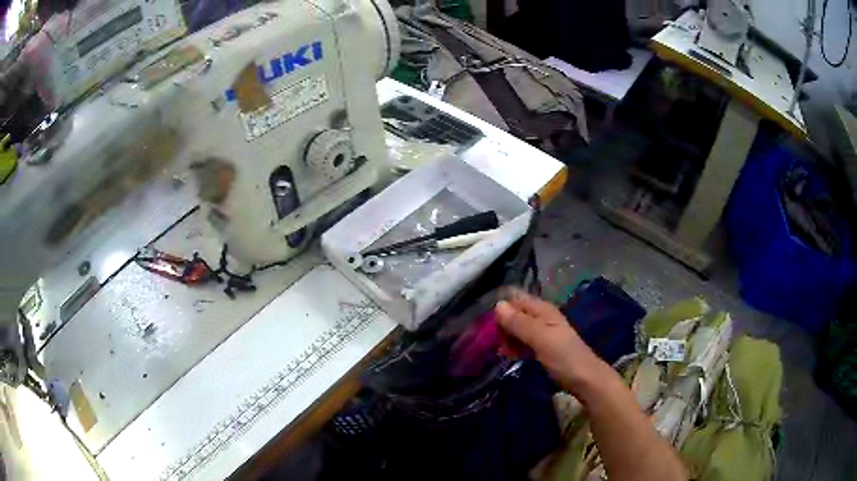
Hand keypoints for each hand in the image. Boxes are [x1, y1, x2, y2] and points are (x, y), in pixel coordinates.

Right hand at [494, 288, 605, 393]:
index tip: (480, 319)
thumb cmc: (563, 357)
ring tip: (495, 349)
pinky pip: (522, 342)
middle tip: (485, 339)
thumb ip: (520, 323)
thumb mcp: (540, 338)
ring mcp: (542, 333)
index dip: (499, 305)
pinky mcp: (542, 348)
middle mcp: (541, 317)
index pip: (515, 298)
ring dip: (506, 336)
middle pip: (515, 313)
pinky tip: (507, 355)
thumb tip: (497, 305)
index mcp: (542, 310)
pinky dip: (514, 346)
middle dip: (500, 323)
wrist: (585, 379)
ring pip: (517, 328)